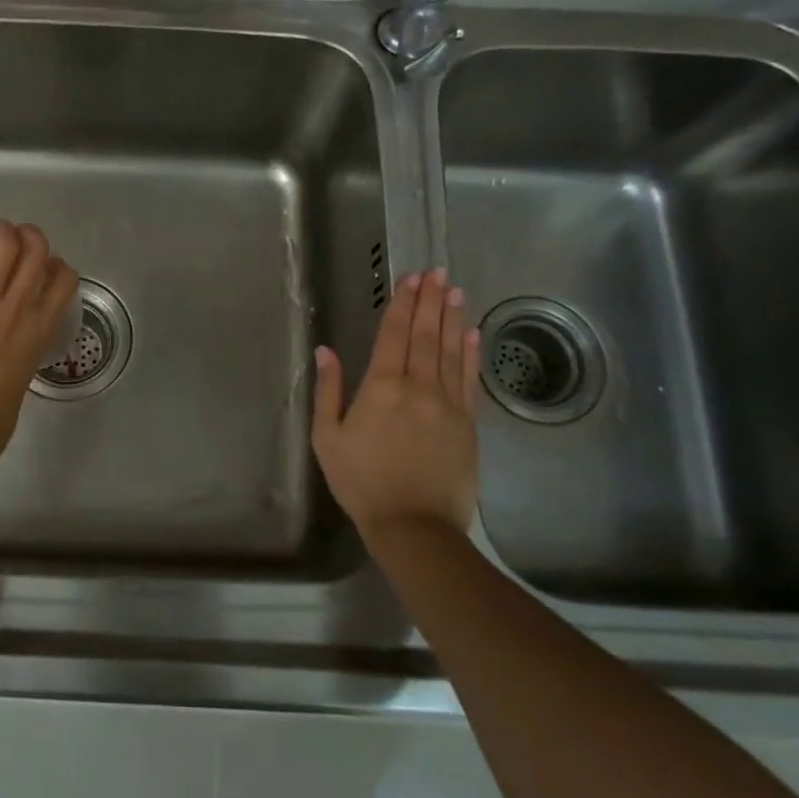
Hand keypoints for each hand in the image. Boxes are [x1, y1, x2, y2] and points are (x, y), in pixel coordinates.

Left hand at [0, 220, 78, 473]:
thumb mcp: (25, 373)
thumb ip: (25, 344)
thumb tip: (14, 332)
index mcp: (41, 328)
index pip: (65, 277)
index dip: (57, 266)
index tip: (45, 270)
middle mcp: (18, 306)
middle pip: (37, 248)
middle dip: (30, 236)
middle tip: (16, 242)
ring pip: (3, 241)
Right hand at [312, 268, 481, 544]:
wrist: (414, 525)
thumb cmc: (361, 482)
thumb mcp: (327, 438)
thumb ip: (328, 391)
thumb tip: (326, 350)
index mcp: (381, 387)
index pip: (393, 335)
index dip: (402, 304)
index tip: (410, 279)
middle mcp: (418, 386)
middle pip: (425, 335)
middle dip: (429, 301)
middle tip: (435, 272)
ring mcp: (448, 403)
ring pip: (450, 350)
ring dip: (451, 318)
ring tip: (454, 290)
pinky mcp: (468, 423)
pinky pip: (469, 379)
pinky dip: (470, 353)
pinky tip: (472, 332)